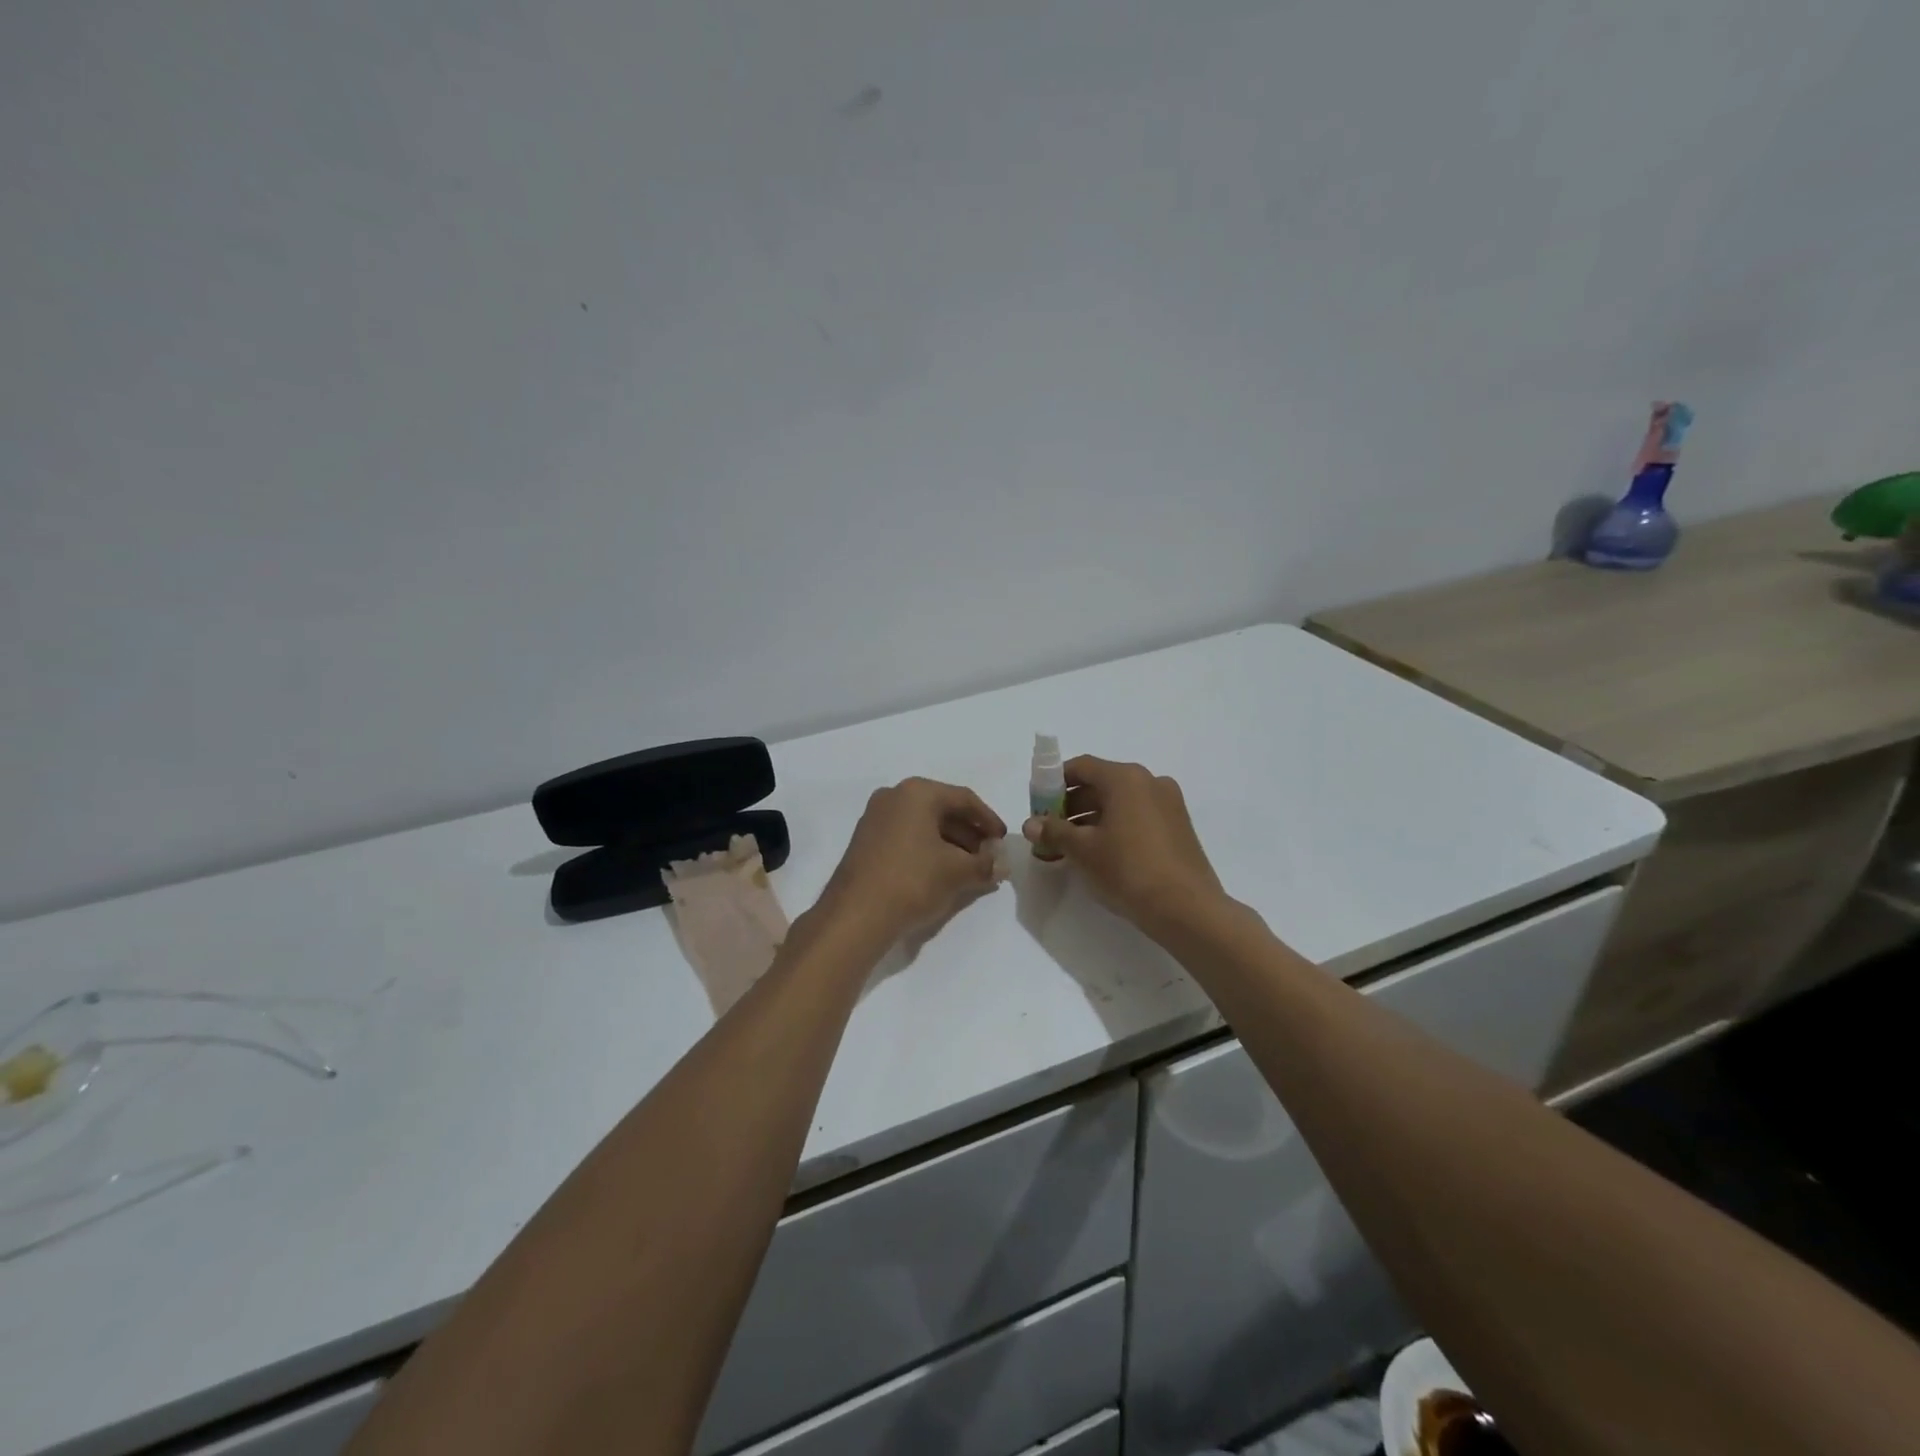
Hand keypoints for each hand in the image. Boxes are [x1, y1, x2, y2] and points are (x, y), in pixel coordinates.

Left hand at [817, 778, 1007, 944]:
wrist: (856, 915)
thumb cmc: (912, 881)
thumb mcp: (957, 872)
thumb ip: (985, 864)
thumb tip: (1003, 865)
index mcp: (917, 792)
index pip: (964, 799)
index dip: (989, 820)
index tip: (1002, 841)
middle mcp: (894, 796)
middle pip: (942, 809)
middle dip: (970, 833)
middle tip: (989, 856)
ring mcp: (876, 817)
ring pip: (924, 824)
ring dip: (951, 843)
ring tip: (970, 868)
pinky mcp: (866, 840)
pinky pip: (906, 836)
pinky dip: (928, 849)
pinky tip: (942, 872)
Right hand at [1023, 756, 1228, 937]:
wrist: (1186, 909)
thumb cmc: (1128, 869)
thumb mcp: (1082, 850)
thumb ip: (1053, 831)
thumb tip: (1030, 824)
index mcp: (1126, 778)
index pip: (1081, 767)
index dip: (1054, 784)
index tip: (1038, 806)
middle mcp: (1150, 782)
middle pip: (1100, 784)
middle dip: (1071, 806)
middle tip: (1050, 832)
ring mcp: (1168, 804)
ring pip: (1120, 802)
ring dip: (1091, 819)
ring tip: (1070, 848)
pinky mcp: (1178, 827)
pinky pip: (1138, 817)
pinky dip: (1115, 827)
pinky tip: (1101, 854)